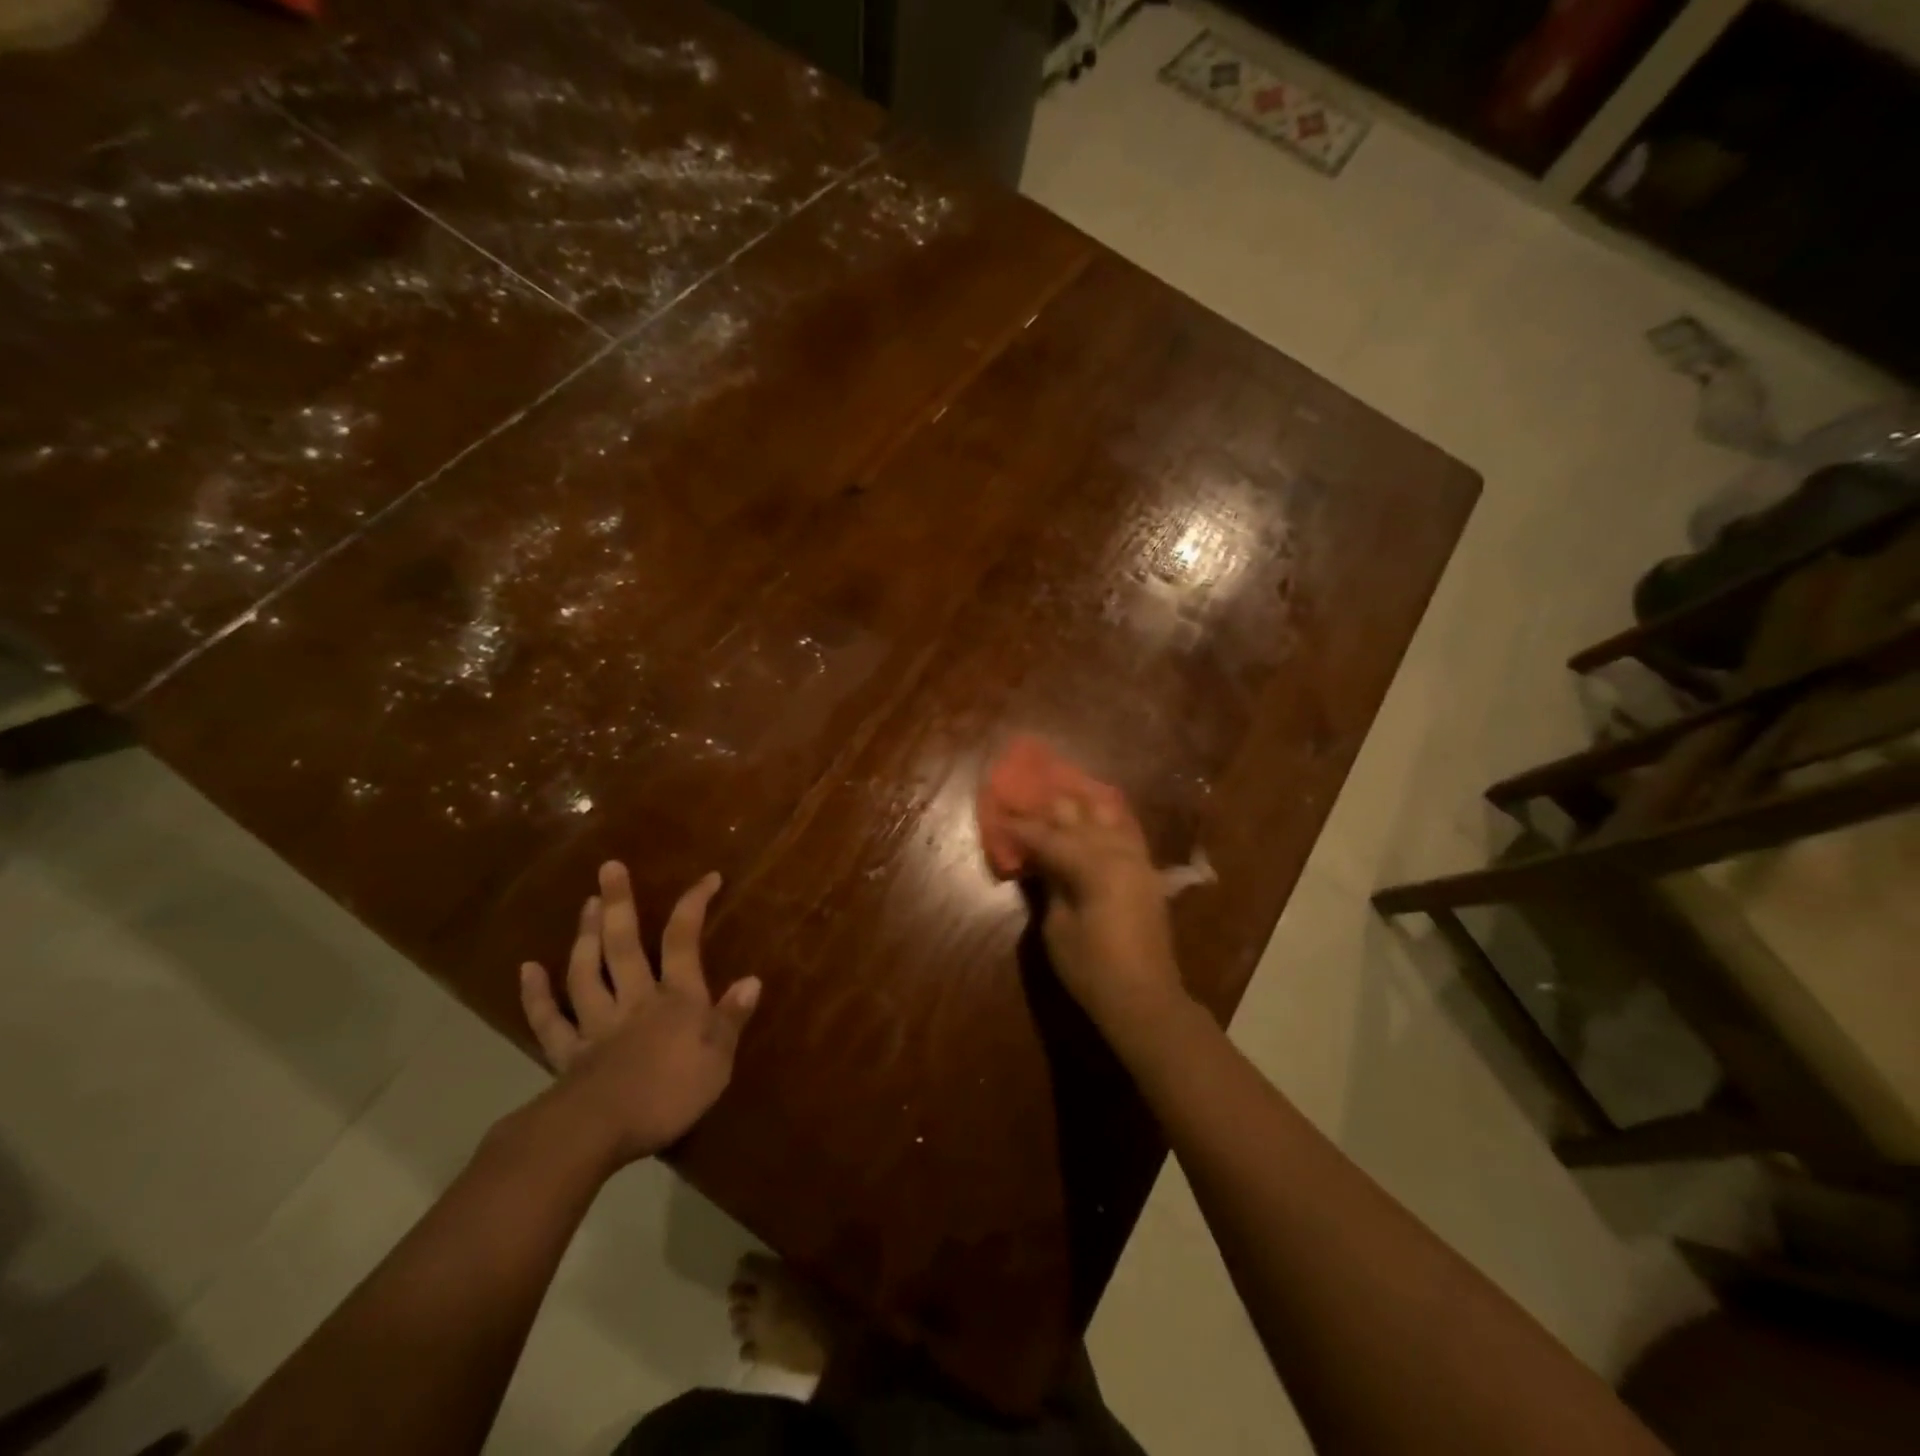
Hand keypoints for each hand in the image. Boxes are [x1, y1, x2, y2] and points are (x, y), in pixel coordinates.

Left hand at [519, 862, 760, 1167]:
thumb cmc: (671, 1093)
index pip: (685, 940)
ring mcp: (596, 1023)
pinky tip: (527, 969)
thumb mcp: (719, 1059)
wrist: (600, 1130)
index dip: (694, 904)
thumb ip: (732, 1018)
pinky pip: (549, 1020)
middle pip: (623, 944)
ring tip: (585, 905)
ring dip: (584, 937)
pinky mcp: (568, 1052)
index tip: (708, 877)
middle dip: (618, 904)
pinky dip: (536, 995)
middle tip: (609, 868)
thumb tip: (752, 980)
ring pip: (586, 972)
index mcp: (676, 998)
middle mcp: (634, 1000)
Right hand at [1005, 795, 1188, 1045]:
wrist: (1145, 998)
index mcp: (1094, 866)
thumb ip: (1050, 885)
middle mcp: (1119, 853)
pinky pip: (1123, 832)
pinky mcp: (1147, 871)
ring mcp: (1138, 859)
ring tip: (1055, 806)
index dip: (1021, 828)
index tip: (999, 817)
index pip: (1049, 837)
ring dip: (1079, 810)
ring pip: (1107, 816)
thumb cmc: (1092, 969)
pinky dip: (1103, 823)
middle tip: (1024, 807)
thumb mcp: (1058, 928)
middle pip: (1080, 815)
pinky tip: (1091, 819)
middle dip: (1050, 811)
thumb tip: (1039, 861)